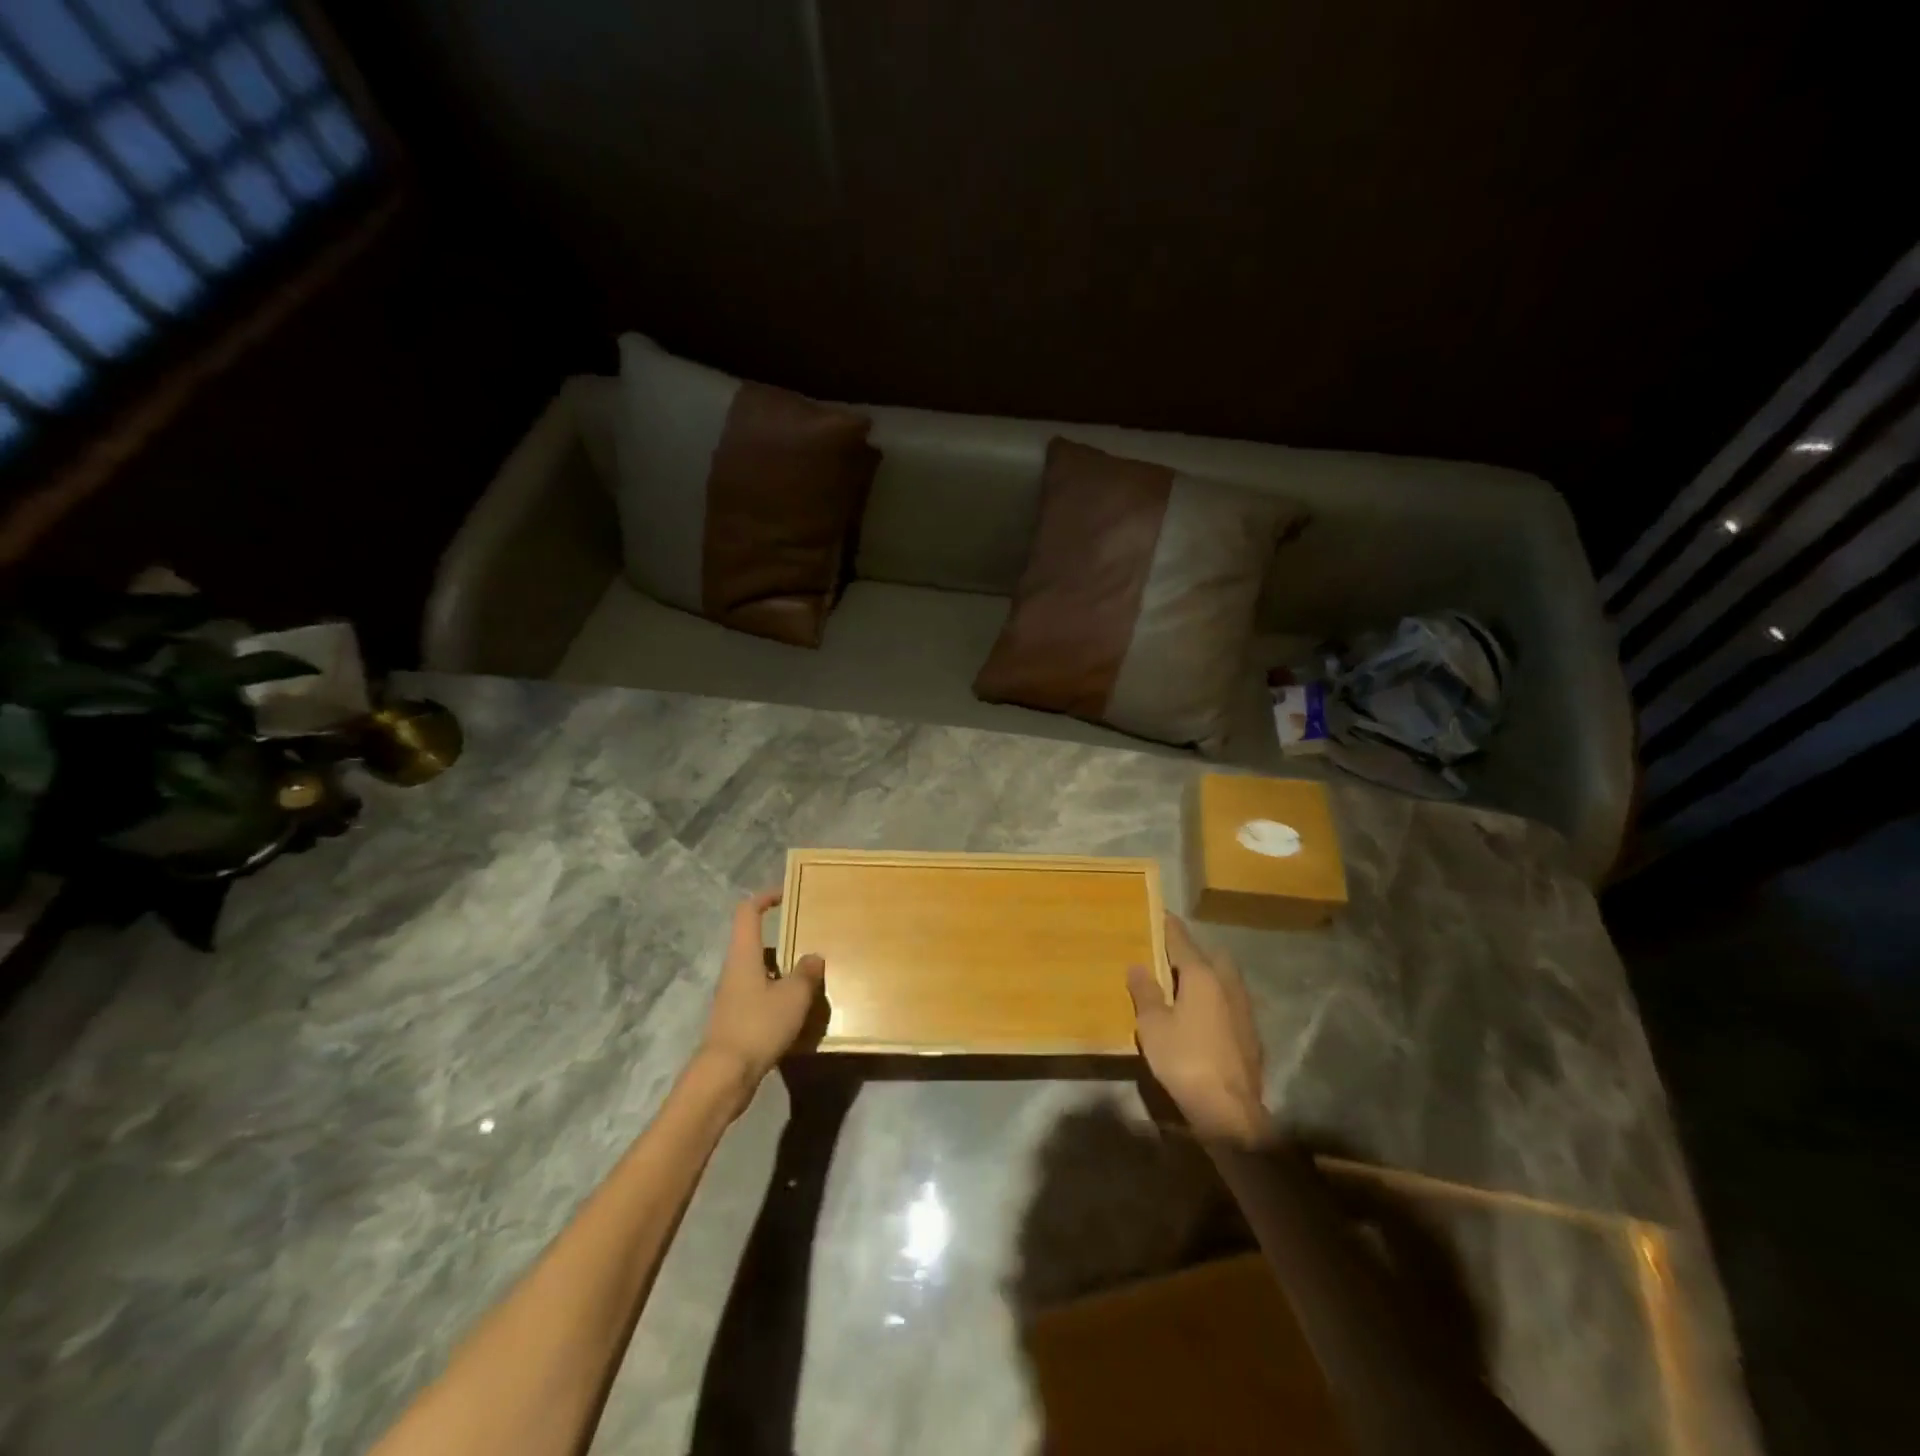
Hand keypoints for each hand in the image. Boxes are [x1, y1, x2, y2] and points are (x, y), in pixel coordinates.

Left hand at [697, 890, 825, 1096]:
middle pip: (756, 942)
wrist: (724, 1076)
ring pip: (761, 971)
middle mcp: (734, 970)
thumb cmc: (758, 1026)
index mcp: (744, 955)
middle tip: (812, 941)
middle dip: (785, 940)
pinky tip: (799, 1011)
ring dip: (784, 970)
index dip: (766, 897)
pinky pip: (761, 996)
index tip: (788, 895)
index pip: (748, 912)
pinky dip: (779, 995)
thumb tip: (814, 957)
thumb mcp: (793, 996)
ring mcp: (733, 996)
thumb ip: (806, 973)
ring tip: (813, 978)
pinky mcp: (736, 1019)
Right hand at [1128, 915, 1266, 1142]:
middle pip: (1212, 956)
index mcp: (1202, 975)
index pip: (1182, 940)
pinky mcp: (1252, 1034)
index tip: (1160, 913)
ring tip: (1186, 988)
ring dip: (1209, 977)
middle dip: (1194, 952)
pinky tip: (1204, 1018)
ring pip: (1226, 979)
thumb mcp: (1153, 1026)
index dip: (1169, 926)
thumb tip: (1137, 966)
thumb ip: (1145, 993)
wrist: (1230, 1110)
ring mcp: (1245, 1009)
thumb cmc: (1185, 1060)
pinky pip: (1231, 1003)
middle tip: (1172, 958)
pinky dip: (1217, 1001)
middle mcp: (1228, 984)